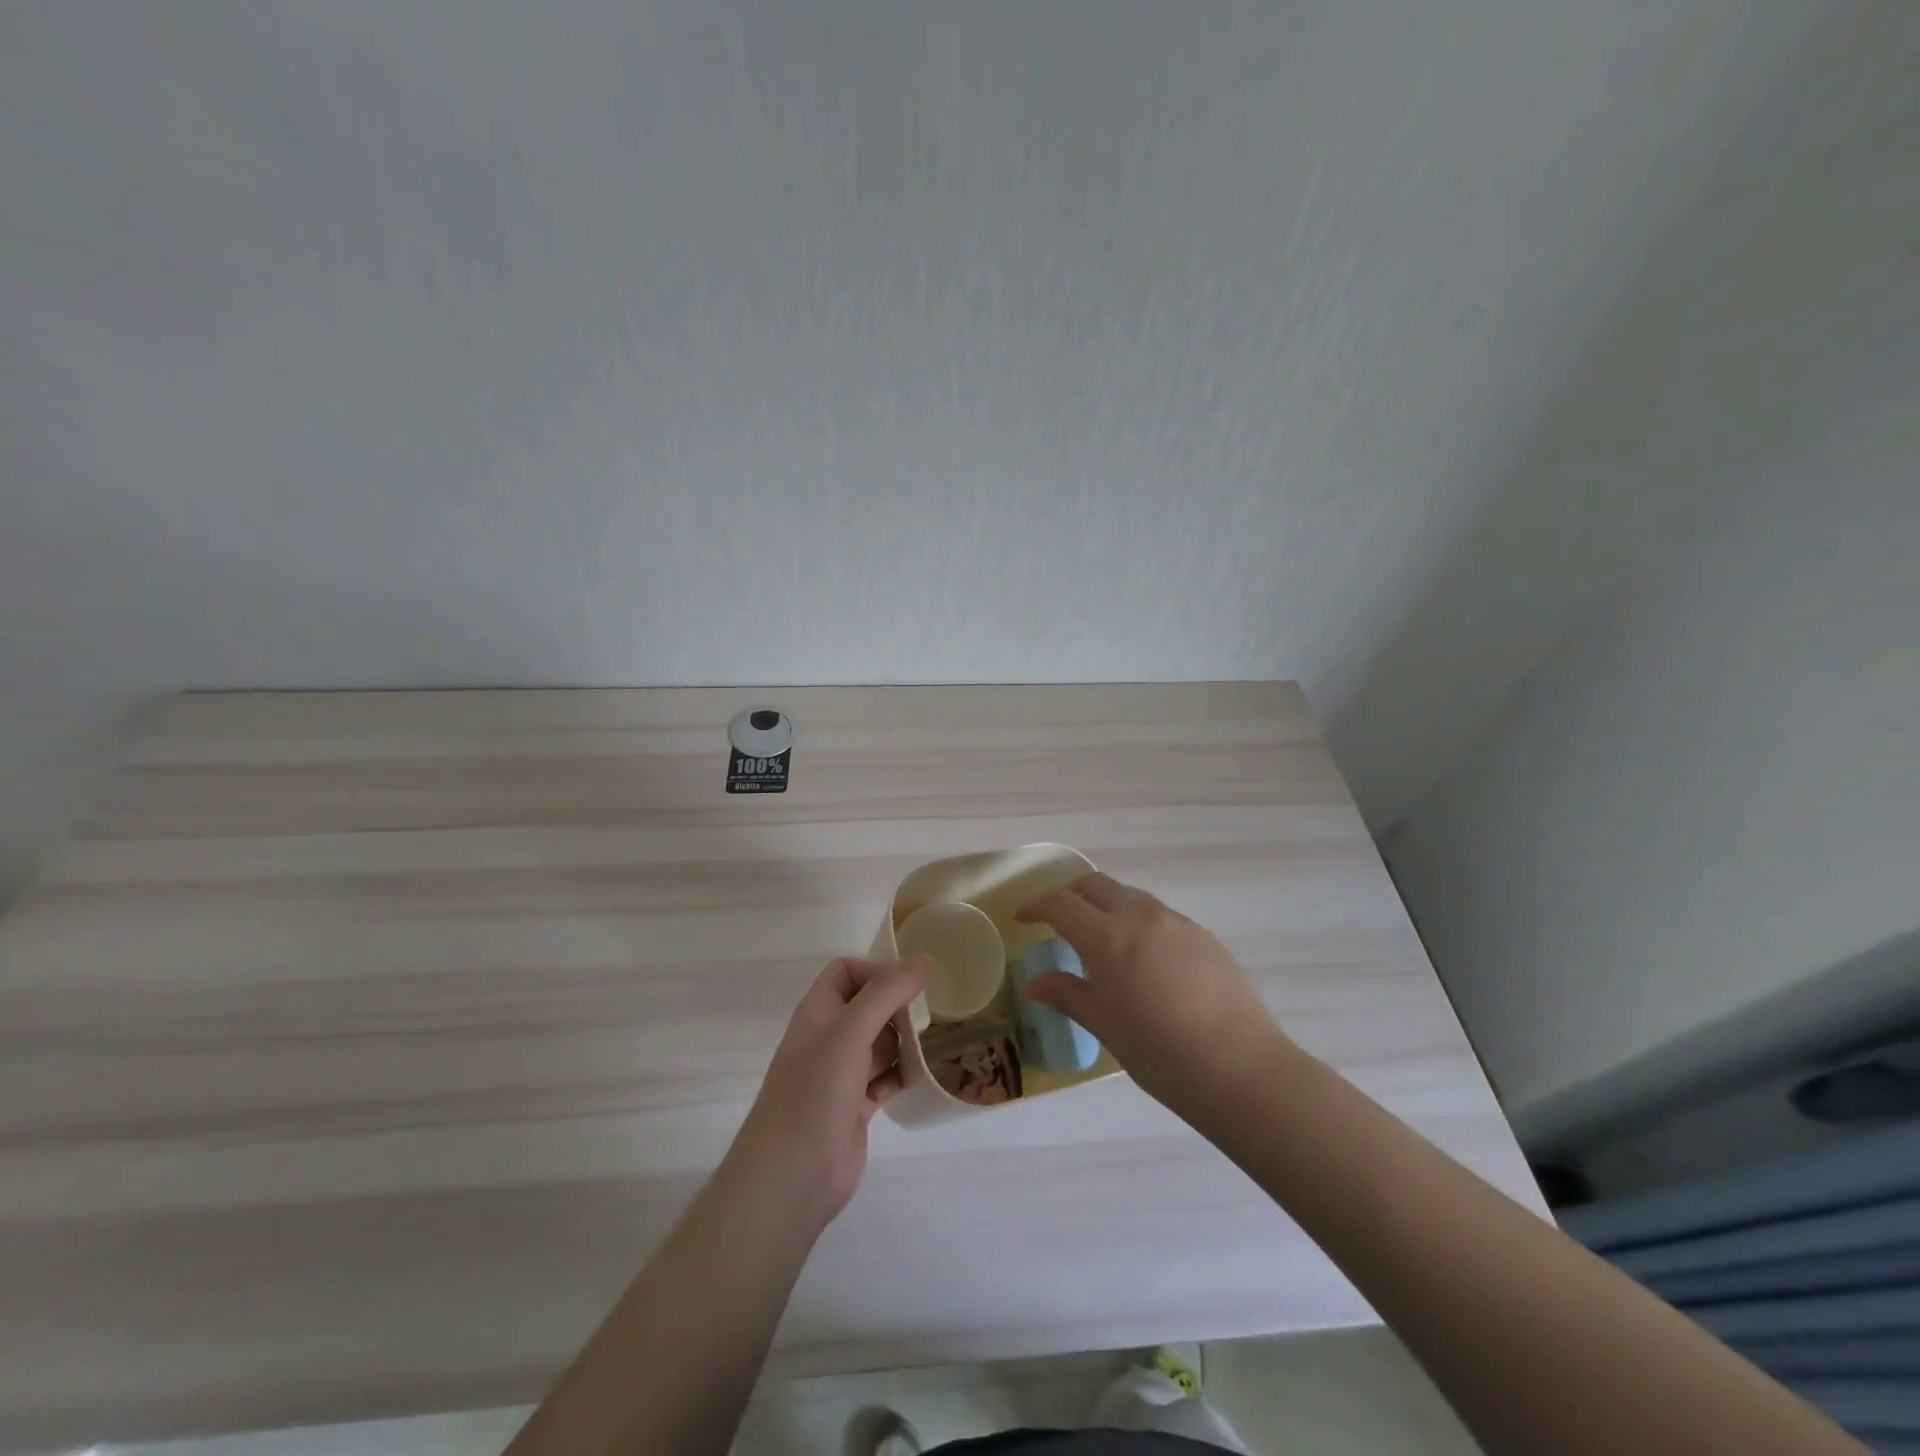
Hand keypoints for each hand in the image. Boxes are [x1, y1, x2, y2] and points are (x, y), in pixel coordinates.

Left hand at [729, 956, 929, 1231]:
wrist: (791, 1178)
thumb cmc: (815, 1092)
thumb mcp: (850, 1032)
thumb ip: (886, 993)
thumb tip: (924, 959)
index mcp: (818, 1012)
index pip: (846, 971)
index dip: (876, 970)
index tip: (909, 986)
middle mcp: (829, 1038)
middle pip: (868, 1006)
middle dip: (898, 1007)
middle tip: (932, 1016)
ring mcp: (842, 1074)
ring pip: (880, 1043)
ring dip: (906, 1041)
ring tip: (938, 1042)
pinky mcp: (856, 1106)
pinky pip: (886, 1078)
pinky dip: (904, 1074)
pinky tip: (926, 1076)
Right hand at [1015, 872, 1288, 1109]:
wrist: (1242, 1070)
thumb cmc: (1161, 1053)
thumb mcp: (1105, 1026)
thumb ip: (1068, 995)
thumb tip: (1035, 983)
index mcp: (1108, 937)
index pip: (1061, 904)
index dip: (1037, 906)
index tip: (1023, 918)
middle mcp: (1141, 916)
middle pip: (1095, 885)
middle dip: (1069, 895)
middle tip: (1056, 920)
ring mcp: (1176, 922)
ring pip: (1129, 896)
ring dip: (1105, 905)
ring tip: (1099, 939)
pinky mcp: (1203, 935)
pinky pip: (1158, 914)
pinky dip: (1136, 920)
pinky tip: (1142, 958)